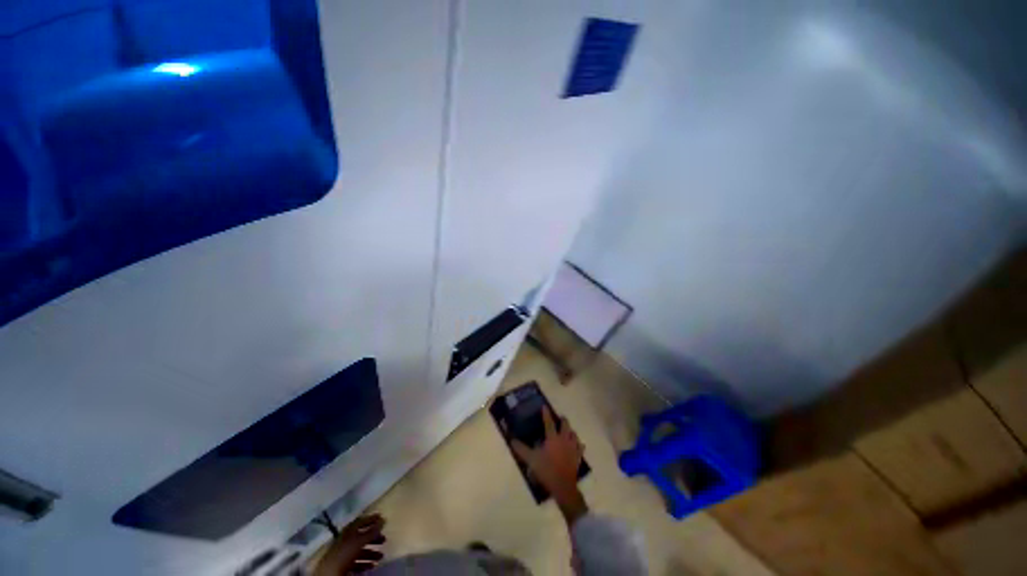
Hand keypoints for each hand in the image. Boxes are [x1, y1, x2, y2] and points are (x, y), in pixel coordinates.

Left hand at [315, 514, 385, 574]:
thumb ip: (371, 531)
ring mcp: (343, 554)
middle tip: (384, 539)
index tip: (382, 518)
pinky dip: (365, 563)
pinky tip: (371, 566)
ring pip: (359, 551)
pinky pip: (356, 562)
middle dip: (373, 538)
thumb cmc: (344, 554)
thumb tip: (383, 519)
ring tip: (381, 556)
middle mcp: (345, 540)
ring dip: (371, 553)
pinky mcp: (342, 566)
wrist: (329, 574)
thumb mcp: (359, 541)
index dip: (371, 519)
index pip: (360, 521)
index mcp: (348, 531)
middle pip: (361, 537)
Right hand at [511, 407, 586, 523]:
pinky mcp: (578, 456)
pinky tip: (577, 445)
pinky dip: (578, 444)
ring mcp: (573, 447)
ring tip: (567, 431)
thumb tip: (512, 440)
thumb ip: (521, 449)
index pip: (549, 422)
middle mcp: (564, 439)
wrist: (563, 486)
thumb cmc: (546, 470)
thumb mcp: (531, 460)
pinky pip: (580, 447)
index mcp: (552, 438)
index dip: (546, 413)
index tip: (545, 406)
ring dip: (570, 431)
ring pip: (574, 434)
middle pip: (565, 425)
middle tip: (559, 418)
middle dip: (562, 420)